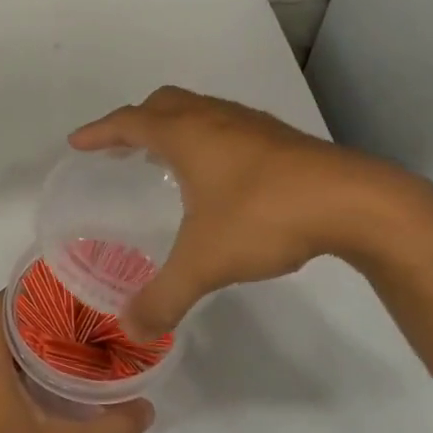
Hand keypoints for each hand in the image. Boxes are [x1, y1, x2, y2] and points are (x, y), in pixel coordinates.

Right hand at [70, 86, 422, 337]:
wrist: (354, 202)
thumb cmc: (265, 217)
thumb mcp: (205, 263)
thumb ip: (164, 297)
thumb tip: (131, 329)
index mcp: (186, 135)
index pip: (129, 122)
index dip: (99, 132)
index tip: (78, 143)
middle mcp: (214, 118)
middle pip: (163, 103)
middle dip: (136, 121)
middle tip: (121, 149)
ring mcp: (251, 124)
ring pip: (199, 111)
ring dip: (174, 126)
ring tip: (165, 159)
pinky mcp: (281, 139)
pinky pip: (227, 126)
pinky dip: (206, 138)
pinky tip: (219, 176)